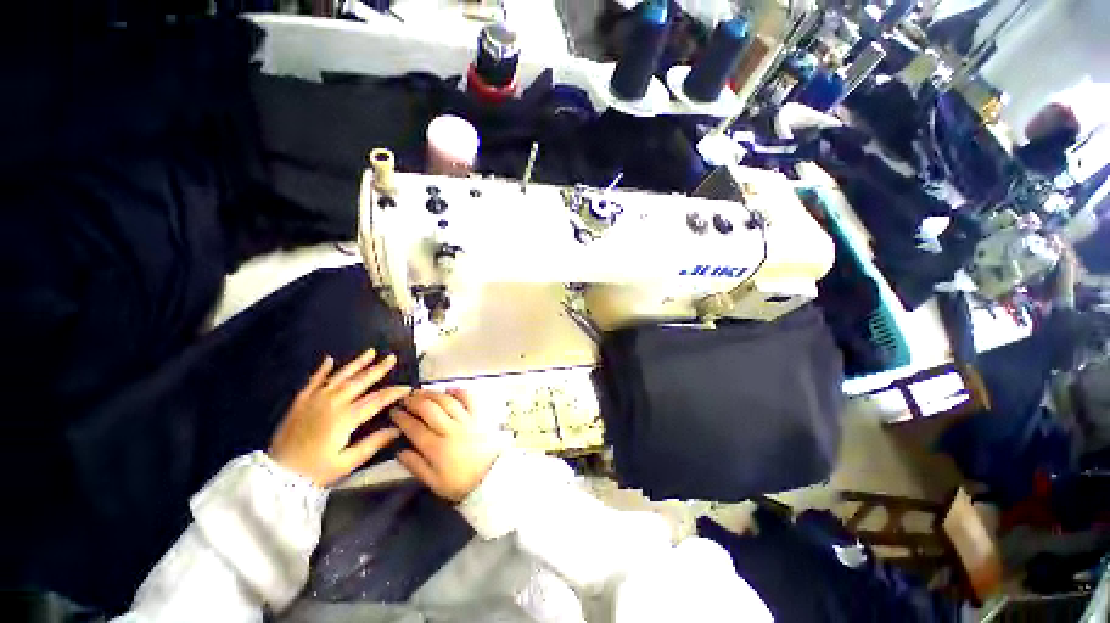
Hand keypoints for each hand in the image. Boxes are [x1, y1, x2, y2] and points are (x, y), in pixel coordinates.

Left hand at [269, 349, 410, 486]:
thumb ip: (374, 443)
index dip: (394, 393)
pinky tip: (329, 359)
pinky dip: (322, 370)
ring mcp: (314, 400)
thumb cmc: (316, 471)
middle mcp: (332, 403)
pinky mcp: (300, 402)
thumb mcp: (348, 462)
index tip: (407, 387)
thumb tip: (398, 429)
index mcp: (346, 418)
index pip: (377, 400)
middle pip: (360, 382)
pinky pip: (313, 381)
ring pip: (340, 376)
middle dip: (378, 369)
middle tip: (392, 358)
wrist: (276, 476)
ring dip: (356, 363)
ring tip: (371, 352)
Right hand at [391, 389, 501, 502]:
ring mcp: (466, 420)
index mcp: (436, 448)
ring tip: (422, 391)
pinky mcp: (479, 416)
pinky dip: (458, 391)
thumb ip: (415, 466)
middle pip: (429, 409)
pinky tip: (449, 389)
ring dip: (432, 393)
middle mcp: (450, 430)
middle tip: (405, 398)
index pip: (414, 428)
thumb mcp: (434, 482)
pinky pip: (469, 398)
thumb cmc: (460, 482)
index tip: (394, 412)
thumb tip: (399, 451)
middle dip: (414, 401)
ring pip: (447, 401)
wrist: (491, 478)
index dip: (402, 418)